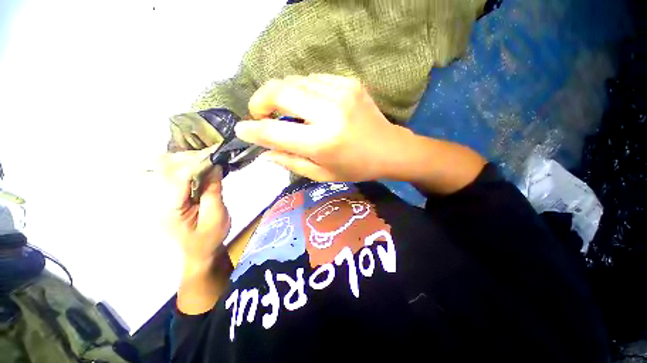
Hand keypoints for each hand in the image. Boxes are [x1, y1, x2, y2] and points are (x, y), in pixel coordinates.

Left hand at [158, 145, 230, 267]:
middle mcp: (156, 199)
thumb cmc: (209, 237)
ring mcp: (156, 196)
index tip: (216, 153)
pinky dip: (181, 163)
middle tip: (213, 155)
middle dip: (191, 157)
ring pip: (162, 165)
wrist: (198, 251)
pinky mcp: (163, 194)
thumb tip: (216, 166)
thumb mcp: (216, 216)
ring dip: (184, 158)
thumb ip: (214, 190)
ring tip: (206, 158)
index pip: (179, 176)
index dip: (198, 161)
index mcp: (169, 207)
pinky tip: (195, 164)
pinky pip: (167, 171)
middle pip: (165, 166)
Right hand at [234, 74, 412, 181]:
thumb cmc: (355, 168)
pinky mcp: (348, 82)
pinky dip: (303, 91)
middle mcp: (329, 112)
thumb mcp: (322, 174)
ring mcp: (340, 92)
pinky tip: (309, 105)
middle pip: (279, 91)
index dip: (252, 130)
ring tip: (286, 112)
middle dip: (260, 100)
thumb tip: (264, 153)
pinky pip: (313, 80)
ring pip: (294, 81)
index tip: (241, 129)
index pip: (275, 131)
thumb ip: (291, 162)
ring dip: (282, 95)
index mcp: (322, 142)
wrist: (389, 149)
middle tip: (260, 114)